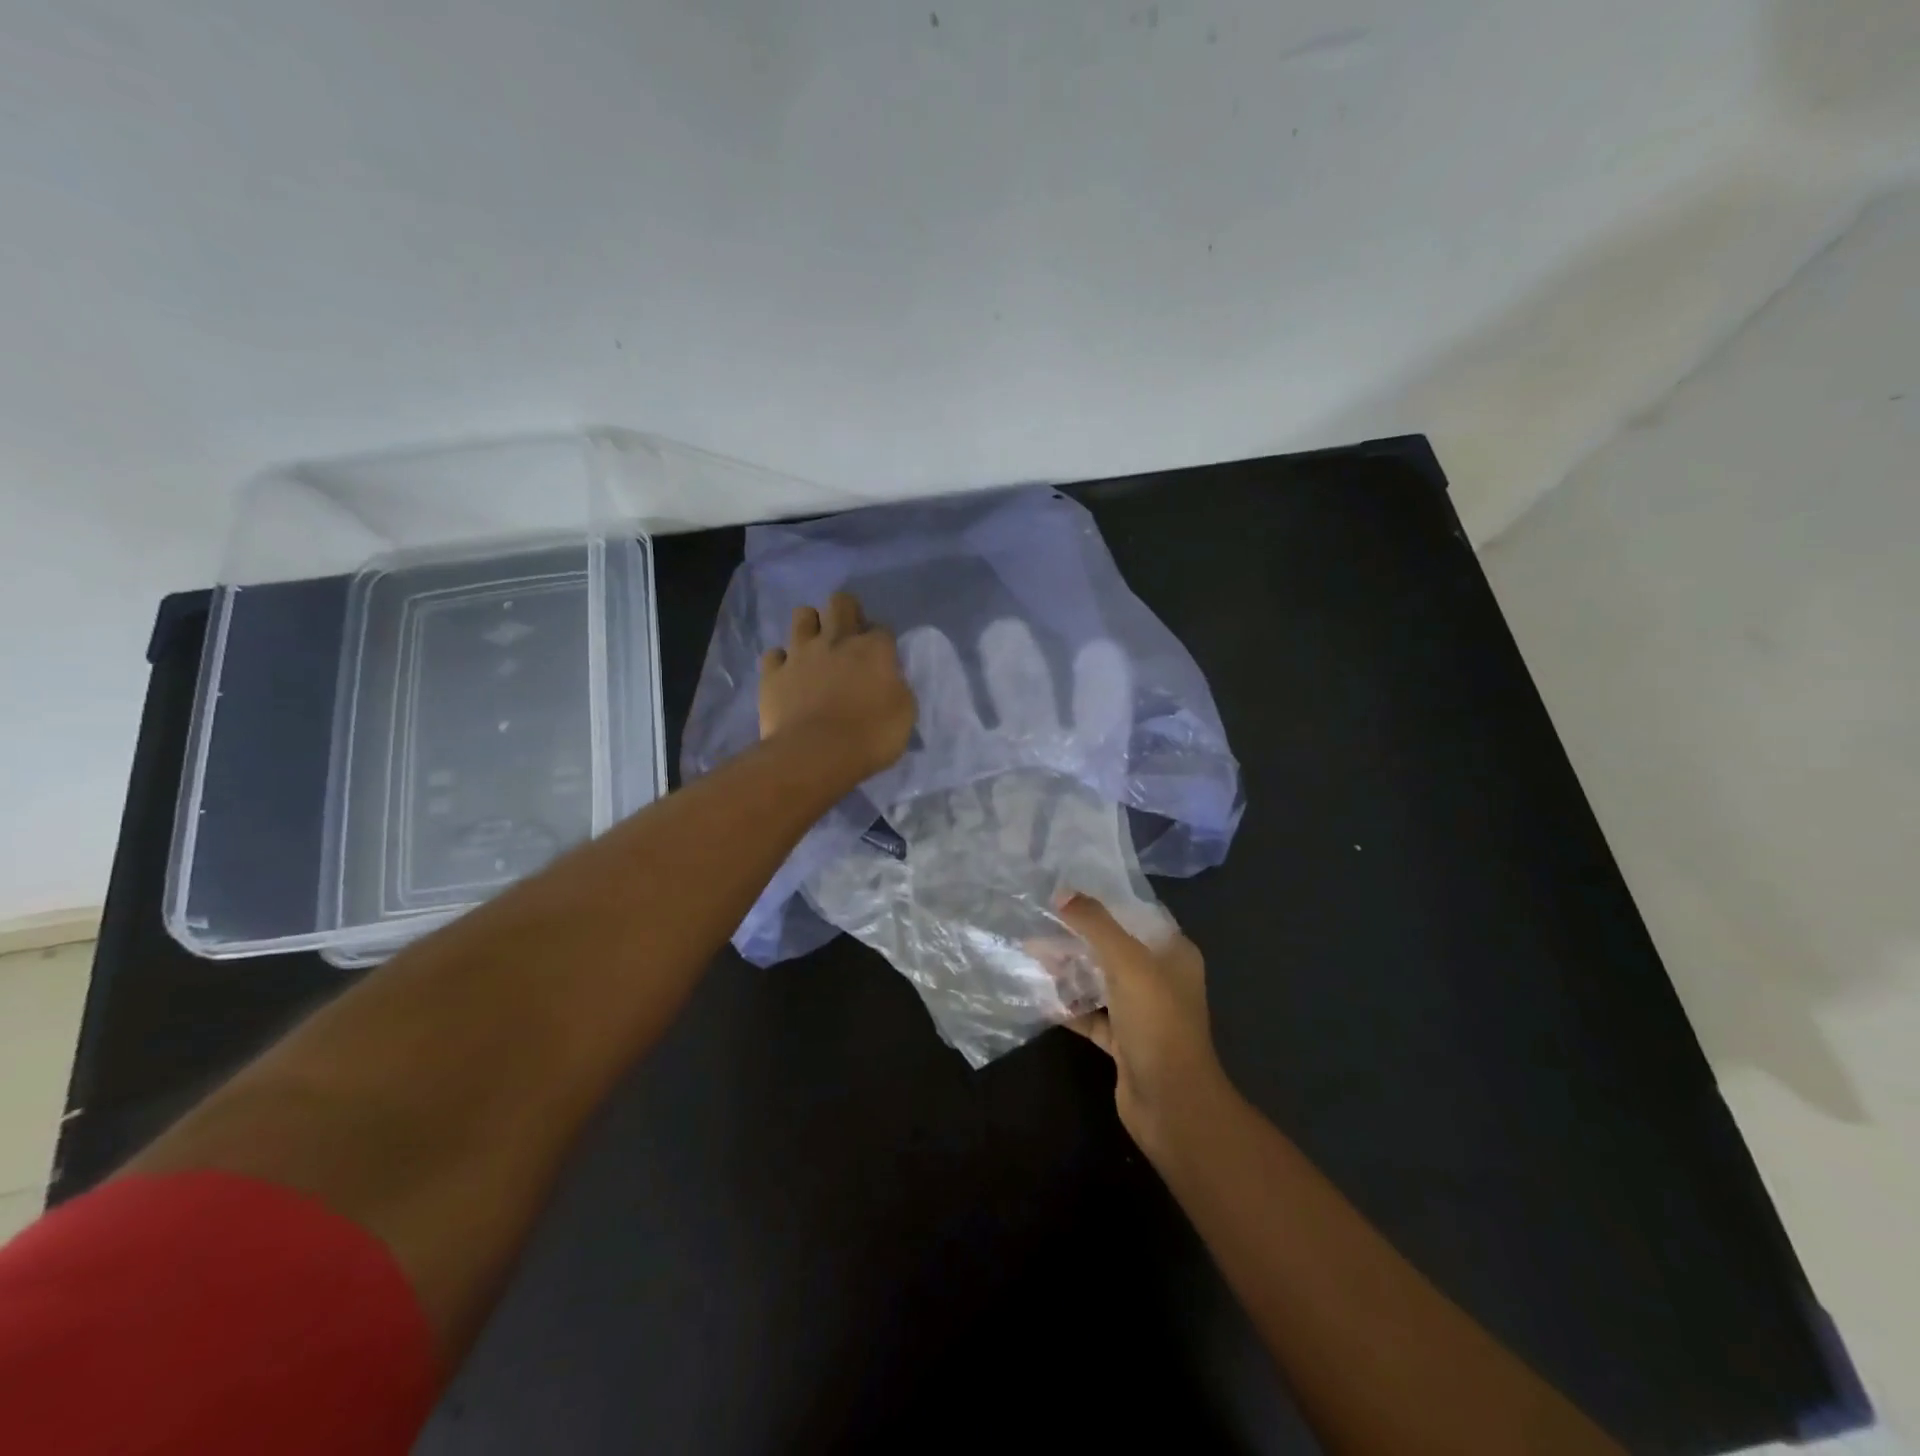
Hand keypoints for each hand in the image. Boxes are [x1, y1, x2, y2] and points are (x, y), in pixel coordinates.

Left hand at [759, 592, 915, 782]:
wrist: (816, 755)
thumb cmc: (870, 736)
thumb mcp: (905, 714)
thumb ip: (898, 687)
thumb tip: (890, 680)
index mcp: (873, 648)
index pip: (881, 628)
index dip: (881, 641)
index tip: (881, 659)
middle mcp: (836, 640)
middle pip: (840, 602)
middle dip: (846, 612)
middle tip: (849, 636)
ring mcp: (800, 653)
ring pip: (802, 615)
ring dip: (811, 626)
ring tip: (816, 647)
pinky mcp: (773, 673)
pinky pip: (774, 654)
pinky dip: (781, 661)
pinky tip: (788, 675)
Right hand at [1056, 893, 1228, 1159]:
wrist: (1170, 1103)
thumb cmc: (1157, 1021)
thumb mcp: (1127, 962)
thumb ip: (1096, 924)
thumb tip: (1063, 893)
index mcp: (1173, 954)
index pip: (1137, 916)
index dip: (1104, 903)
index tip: (1066, 892)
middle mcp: (1161, 979)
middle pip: (1114, 947)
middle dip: (1078, 936)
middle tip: (1039, 922)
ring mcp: (1142, 1012)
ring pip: (1100, 980)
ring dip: (1070, 969)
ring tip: (1032, 952)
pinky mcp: (1124, 1041)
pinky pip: (1091, 1014)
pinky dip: (1069, 1005)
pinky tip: (1040, 994)